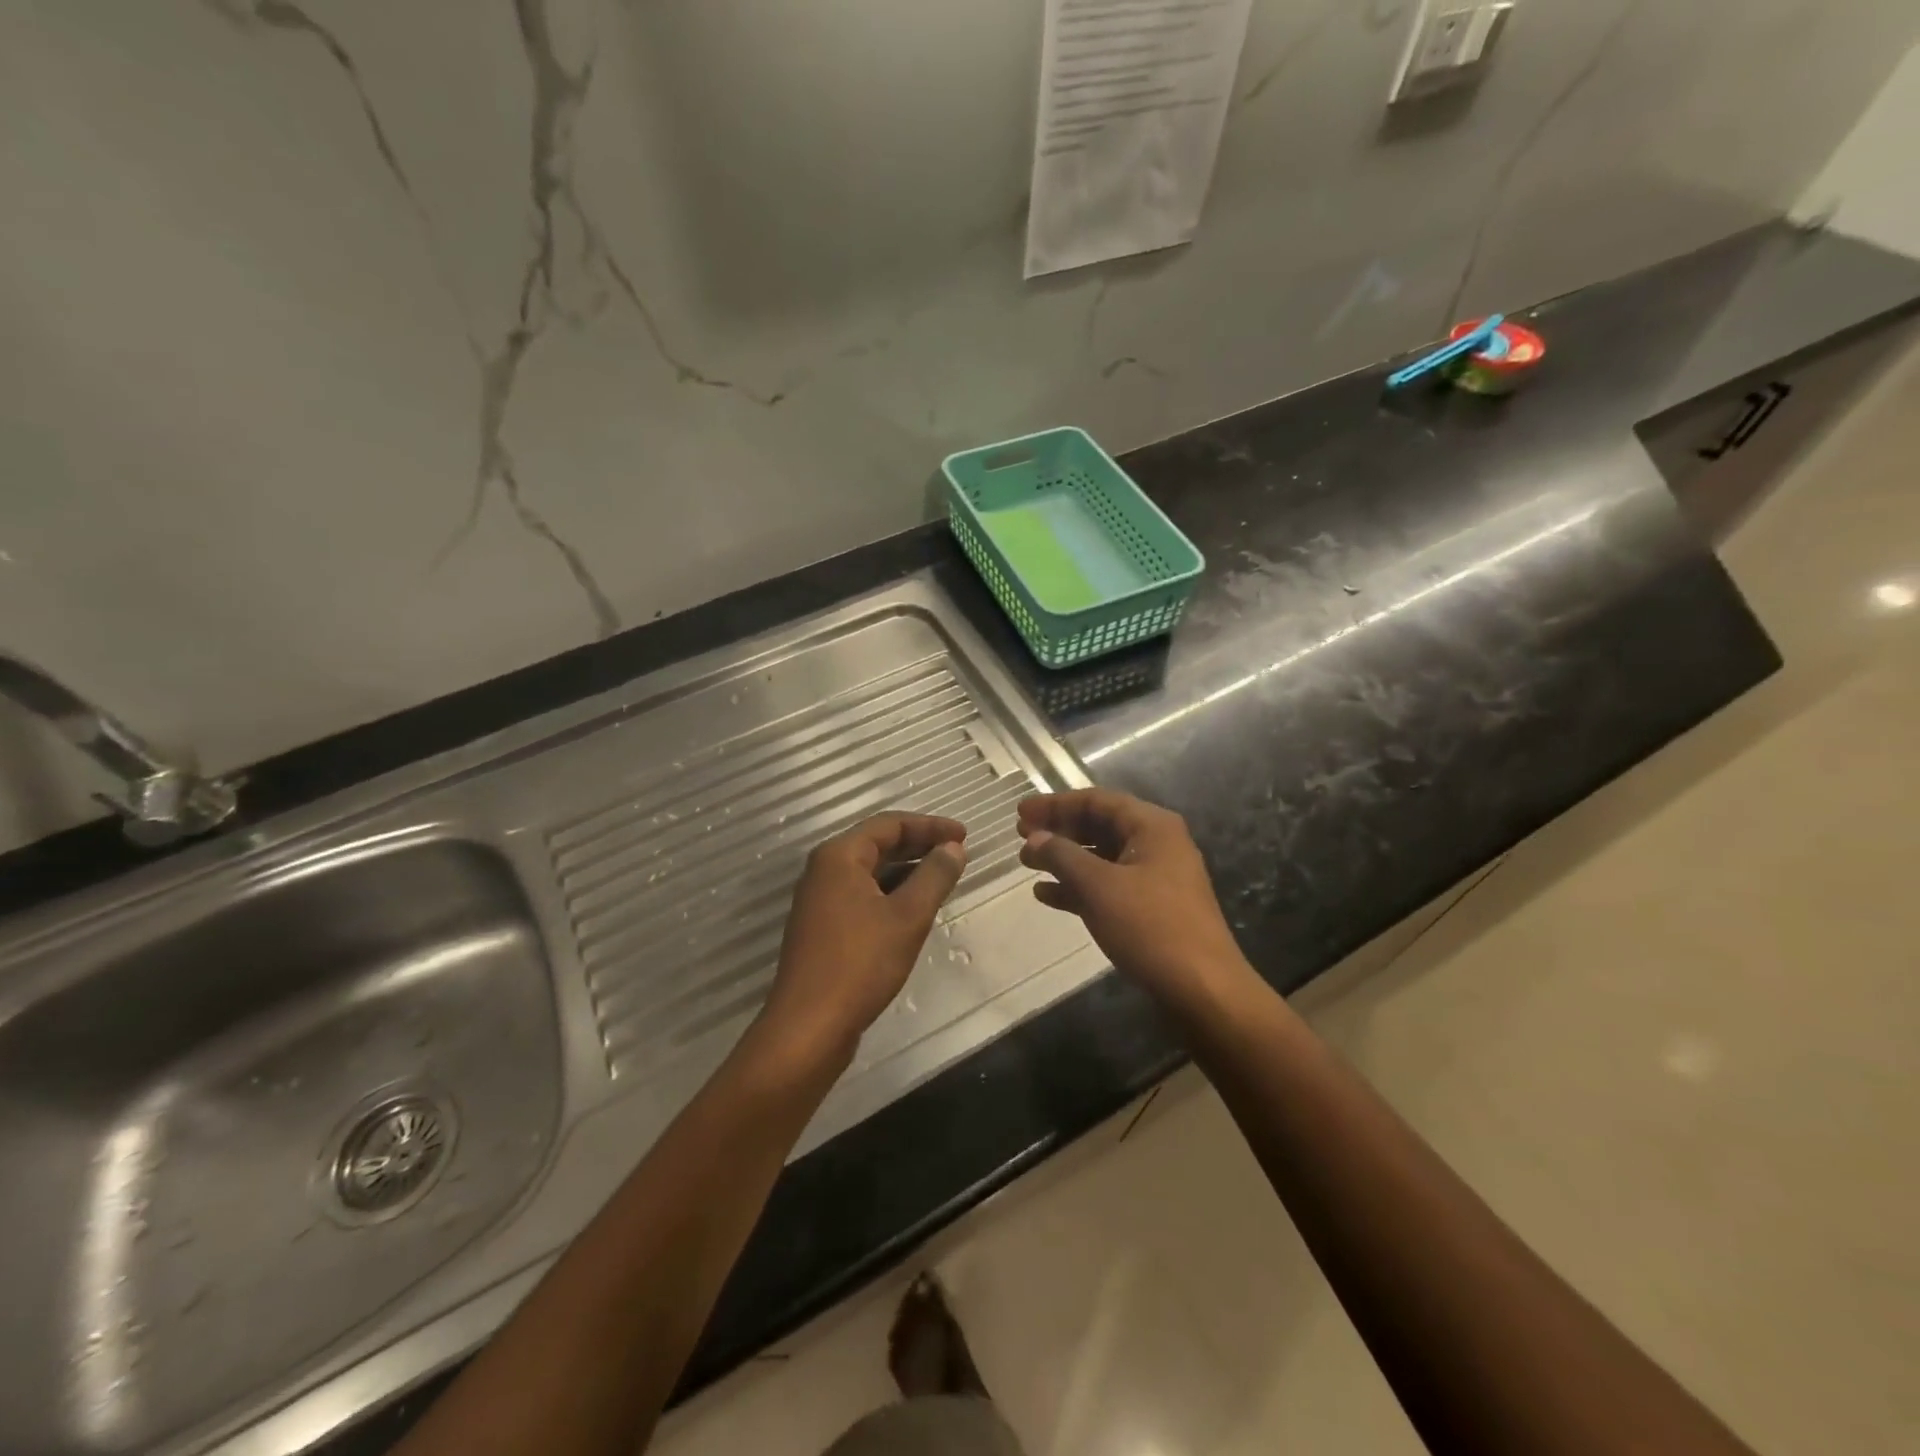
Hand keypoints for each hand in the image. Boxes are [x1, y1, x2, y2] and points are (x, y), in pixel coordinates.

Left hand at [761, 813, 967, 1062]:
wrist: (809, 1026)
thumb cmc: (860, 963)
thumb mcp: (908, 916)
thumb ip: (934, 876)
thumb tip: (954, 848)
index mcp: (839, 856)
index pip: (889, 824)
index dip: (930, 826)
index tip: (964, 835)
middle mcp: (824, 870)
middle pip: (877, 844)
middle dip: (919, 845)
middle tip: (958, 853)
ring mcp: (820, 900)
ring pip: (870, 872)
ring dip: (907, 870)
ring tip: (943, 878)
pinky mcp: (823, 928)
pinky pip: (863, 895)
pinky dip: (891, 893)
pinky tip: (915, 909)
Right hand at [1018, 789, 1249, 1009]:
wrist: (1203, 990)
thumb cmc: (1151, 927)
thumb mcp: (1099, 886)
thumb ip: (1062, 856)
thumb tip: (1034, 838)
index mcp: (1152, 826)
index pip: (1096, 801)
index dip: (1055, 804)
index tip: (1020, 812)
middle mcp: (1156, 844)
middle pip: (1099, 826)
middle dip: (1059, 830)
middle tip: (1020, 835)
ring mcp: (1155, 878)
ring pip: (1101, 858)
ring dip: (1064, 859)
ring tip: (1027, 863)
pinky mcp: (1151, 909)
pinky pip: (1108, 886)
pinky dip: (1078, 887)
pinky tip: (1046, 895)